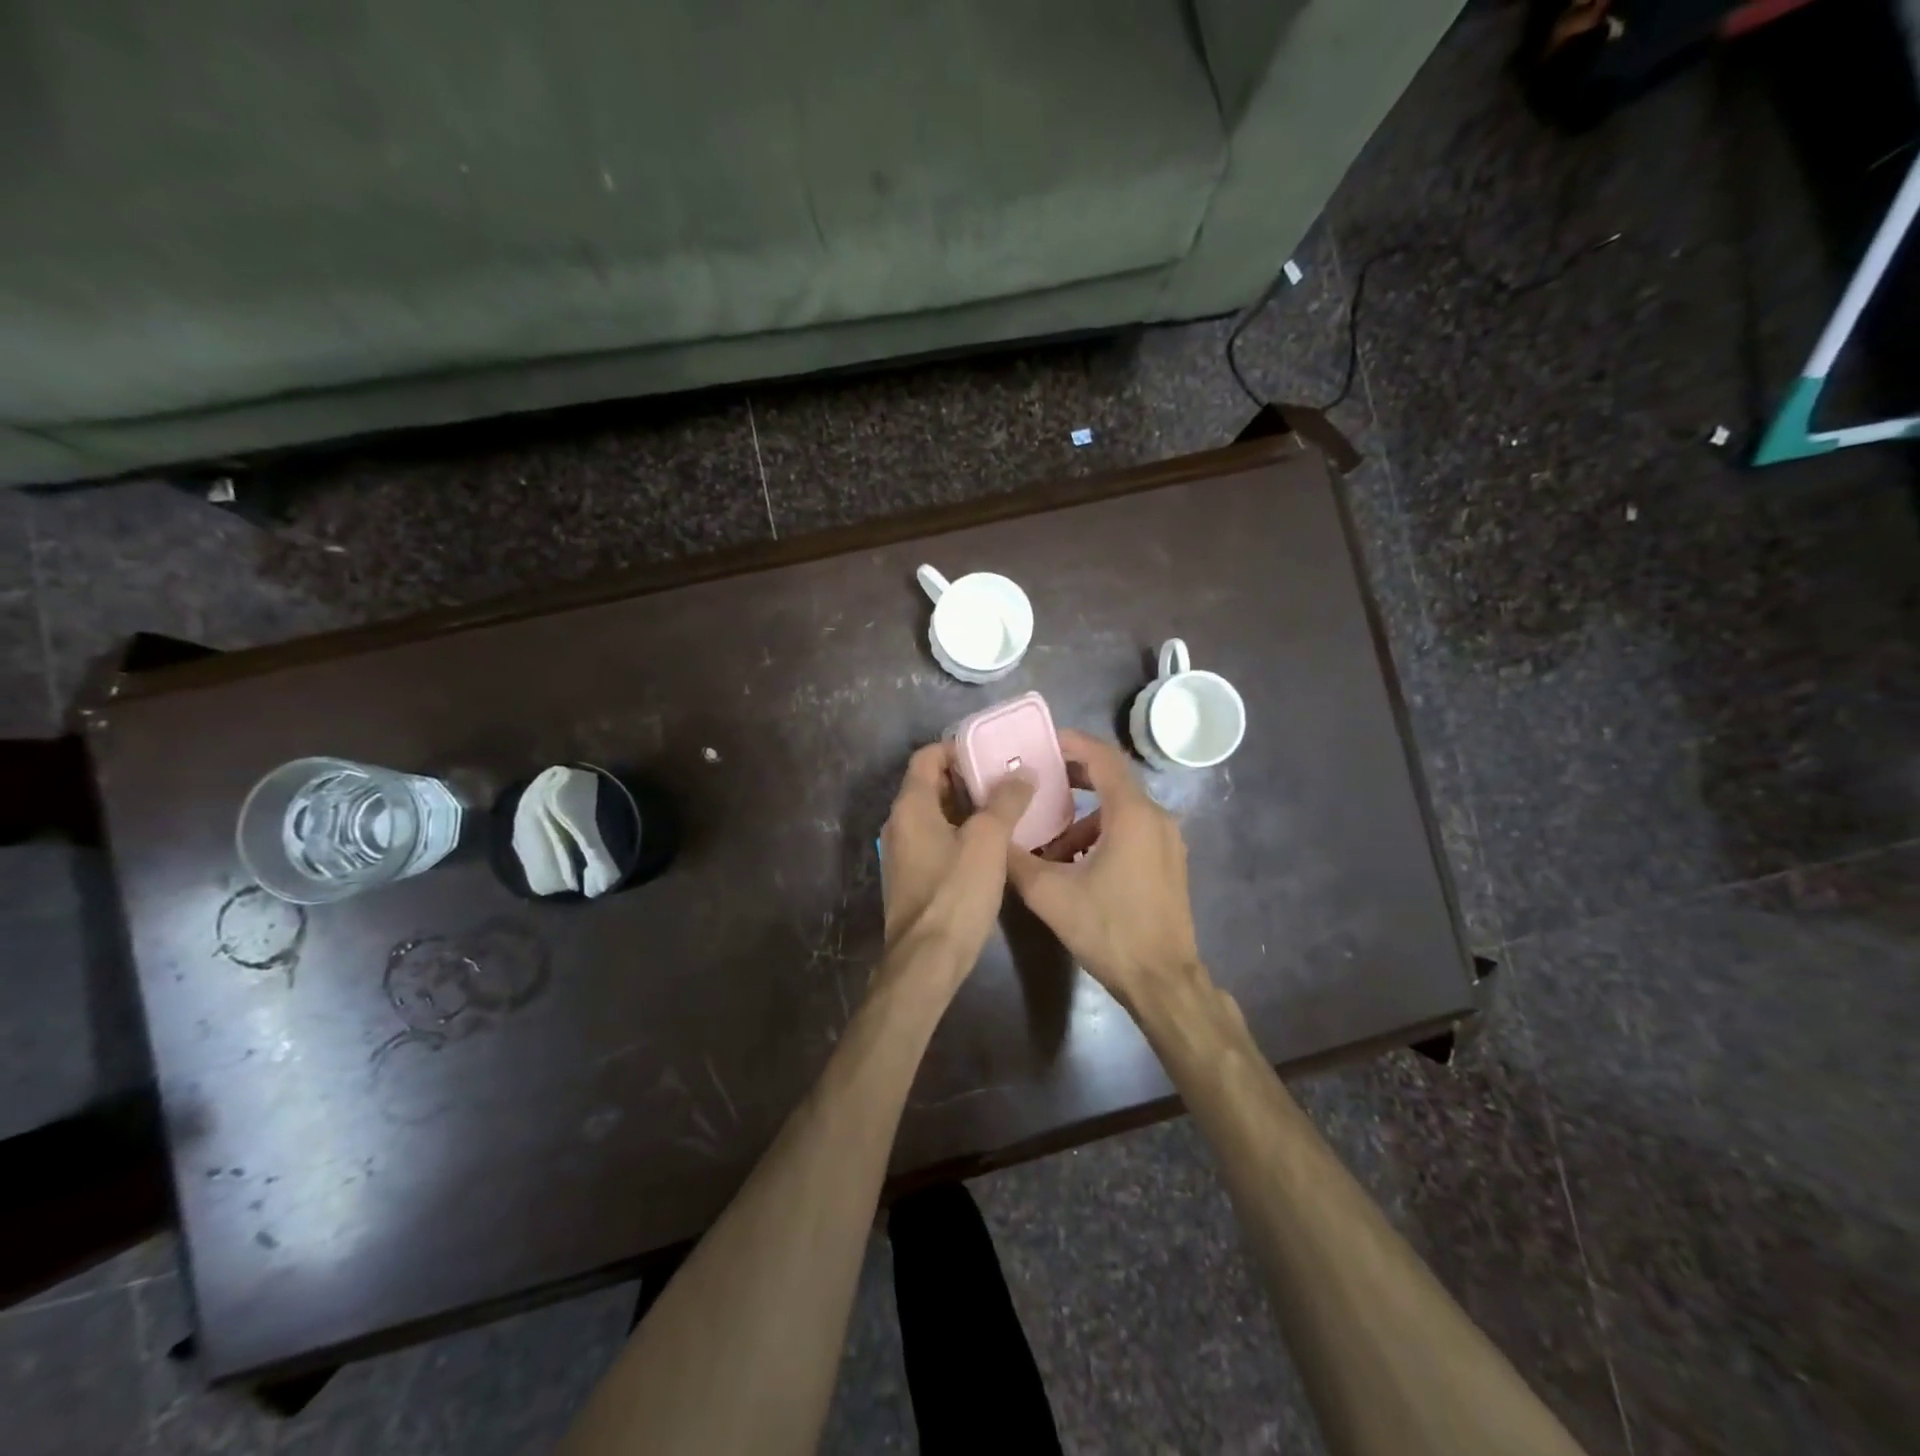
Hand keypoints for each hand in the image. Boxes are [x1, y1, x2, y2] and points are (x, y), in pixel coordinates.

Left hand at [880, 743, 1033, 971]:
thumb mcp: (988, 841)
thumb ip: (1005, 801)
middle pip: (930, 785)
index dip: (957, 748)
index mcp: (911, 806)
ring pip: (935, 815)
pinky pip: (936, 841)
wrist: (927, 959)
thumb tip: (1021, 772)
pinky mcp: (912, 878)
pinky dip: (960, 833)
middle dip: (967, 778)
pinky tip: (992, 845)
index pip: (927, 758)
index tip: (991, 752)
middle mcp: (899, 824)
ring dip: (967, 808)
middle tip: (1006, 778)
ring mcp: (903, 853)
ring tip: (1006, 807)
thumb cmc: (955, 892)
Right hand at [1004, 729, 1203, 1007]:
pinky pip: (1132, 830)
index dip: (1072, 743)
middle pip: (1112, 780)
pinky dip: (1102, 835)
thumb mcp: (1050, 894)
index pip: (1103, 757)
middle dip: (1073, 777)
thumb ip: (1017, 859)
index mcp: (1132, 814)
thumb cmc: (1109, 930)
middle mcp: (1156, 817)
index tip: (1042, 741)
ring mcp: (1167, 840)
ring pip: (1120, 810)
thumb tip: (994, 835)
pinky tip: (1076, 866)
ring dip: (1084, 818)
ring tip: (1050, 843)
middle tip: (1037, 781)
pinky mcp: (1168, 861)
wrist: (1163, 980)